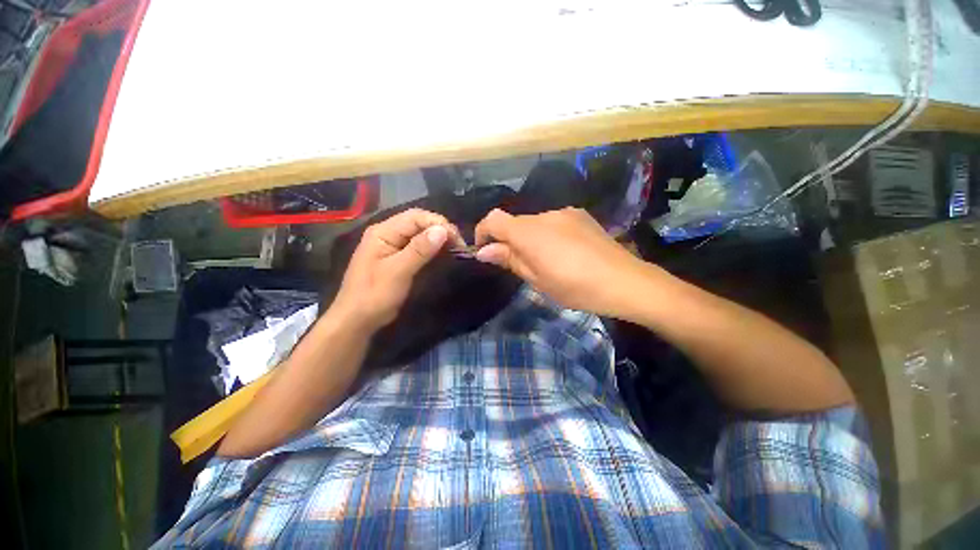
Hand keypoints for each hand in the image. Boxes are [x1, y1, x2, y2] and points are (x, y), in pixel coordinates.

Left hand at [332, 208, 463, 330]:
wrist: (357, 319)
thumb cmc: (374, 295)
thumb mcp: (398, 272)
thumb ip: (419, 250)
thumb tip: (442, 230)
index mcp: (383, 232)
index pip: (415, 217)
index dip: (439, 224)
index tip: (457, 240)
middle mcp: (387, 233)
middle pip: (418, 222)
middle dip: (440, 229)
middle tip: (458, 244)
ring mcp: (391, 245)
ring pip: (419, 233)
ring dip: (437, 238)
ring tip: (454, 248)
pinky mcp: (397, 257)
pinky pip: (417, 245)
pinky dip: (432, 247)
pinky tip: (442, 253)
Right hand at [474, 207, 649, 317]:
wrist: (624, 281)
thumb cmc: (575, 286)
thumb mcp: (537, 279)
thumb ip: (509, 259)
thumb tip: (484, 251)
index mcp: (529, 232)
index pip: (493, 219)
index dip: (482, 232)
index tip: (484, 250)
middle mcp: (544, 214)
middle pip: (515, 222)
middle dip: (509, 240)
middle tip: (519, 265)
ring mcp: (565, 212)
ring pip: (535, 222)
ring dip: (530, 238)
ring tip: (546, 261)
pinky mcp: (580, 215)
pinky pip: (554, 222)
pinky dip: (548, 234)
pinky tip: (564, 252)